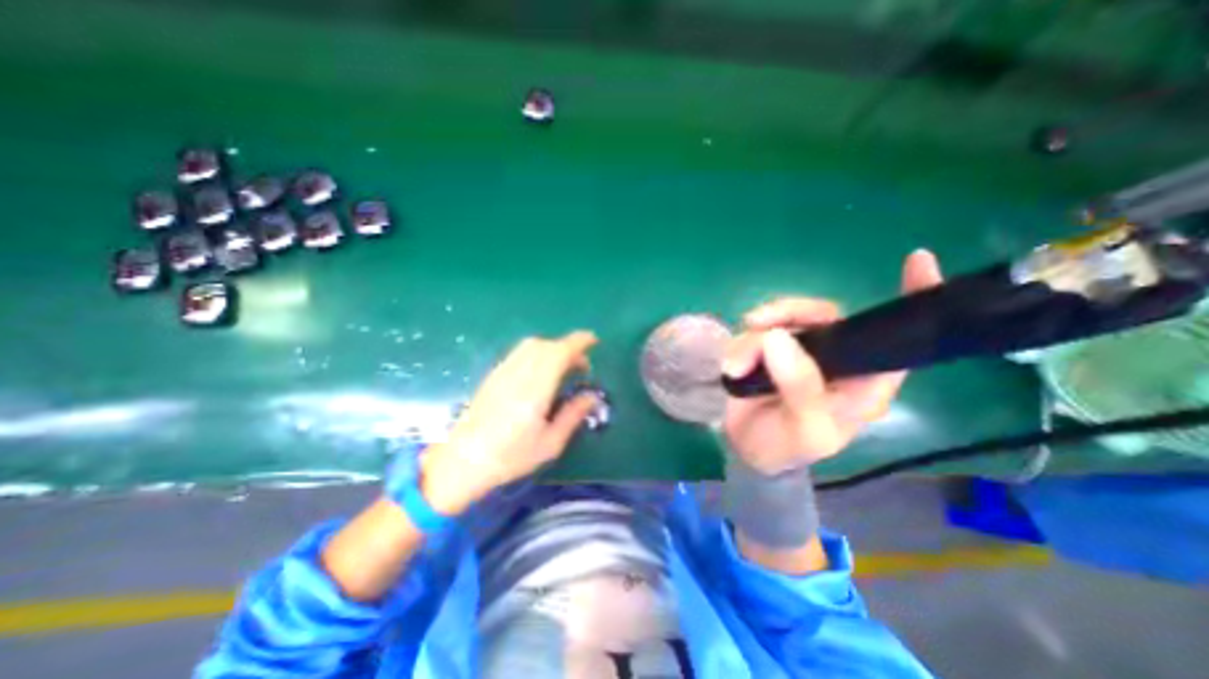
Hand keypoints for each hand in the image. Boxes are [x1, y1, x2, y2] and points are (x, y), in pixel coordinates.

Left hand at [418, 328, 600, 514]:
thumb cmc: (511, 457)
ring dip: (552, 348)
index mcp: (535, 389)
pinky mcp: (493, 375)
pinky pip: (519, 353)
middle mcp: (518, 373)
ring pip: (531, 345)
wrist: (462, 462)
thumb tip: (592, 396)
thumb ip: (573, 415)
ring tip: (563, 368)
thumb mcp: (550, 443)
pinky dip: (537, 353)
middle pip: (546, 344)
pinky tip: (540, 373)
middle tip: (581, 367)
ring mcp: (503, 372)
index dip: (579, 342)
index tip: (594, 341)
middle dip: (568, 348)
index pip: (559, 352)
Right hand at [716, 247, 942, 470]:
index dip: (913, 302)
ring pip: (783, 319)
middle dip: (790, 312)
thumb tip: (777, 337)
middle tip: (757, 322)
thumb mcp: (802, 431)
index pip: (897, 341)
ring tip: (736, 364)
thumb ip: (799, 388)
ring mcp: (798, 351)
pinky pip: (755, 330)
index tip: (918, 261)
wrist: (746, 450)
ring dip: (754, 336)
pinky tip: (732, 365)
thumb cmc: (786, 449)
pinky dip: (740, 344)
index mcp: (862, 382)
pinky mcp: (768, 349)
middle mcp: (835, 359)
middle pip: (823, 315)